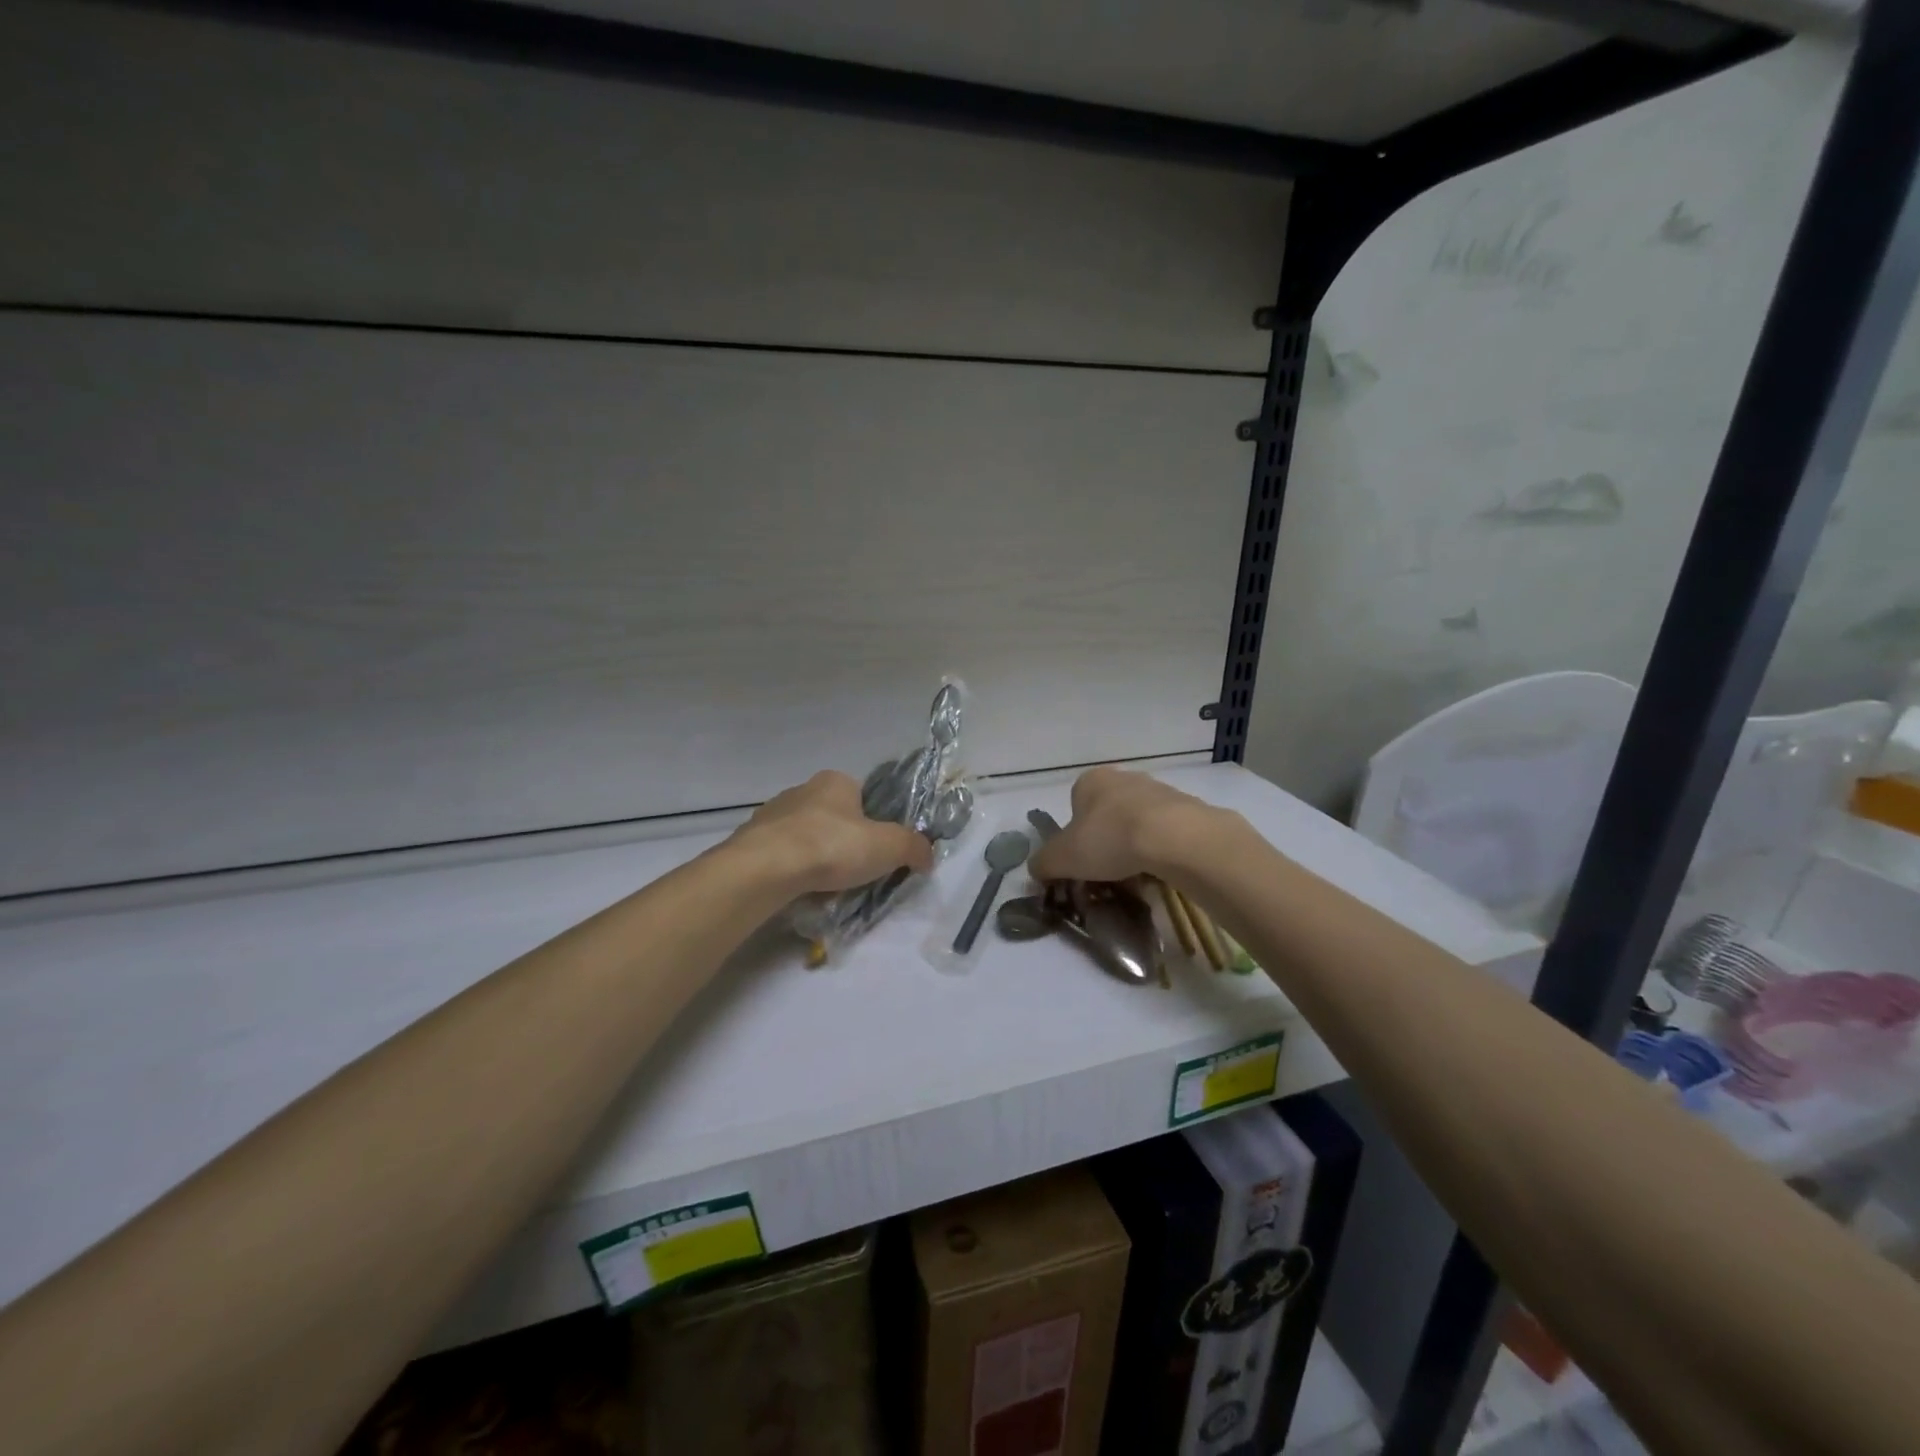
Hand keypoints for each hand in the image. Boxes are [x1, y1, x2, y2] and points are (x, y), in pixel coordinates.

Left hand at [731, 771, 934, 894]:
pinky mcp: (750, 842)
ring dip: (815, 858)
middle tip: (854, 873)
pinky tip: (798, 891)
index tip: (876, 850)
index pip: (862, 796)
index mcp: (835, 781)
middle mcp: (801, 790)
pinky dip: (791, 872)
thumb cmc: (832, 846)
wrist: (766, 869)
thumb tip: (928, 855)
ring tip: (825, 888)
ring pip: (804, 837)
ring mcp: (771, 815)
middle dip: (843, 843)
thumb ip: (913, 847)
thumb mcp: (889, 846)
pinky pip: (780, 856)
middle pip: (833, 817)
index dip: (873, 822)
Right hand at [1029, 767, 1236, 883]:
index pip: (1075, 805)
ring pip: (1138, 822)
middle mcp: (1123, 777)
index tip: (1082, 860)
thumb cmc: (1110, 839)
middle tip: (1107, 871)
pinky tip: (1161, 870)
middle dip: (1106, 840)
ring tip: (1136, 875)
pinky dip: (1161, 850)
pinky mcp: (1187, 808)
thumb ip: (1043, 863)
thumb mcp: (1062, 858)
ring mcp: (1159, 790)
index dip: (1075, 835)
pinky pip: (1166, 832)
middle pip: (1107, 813)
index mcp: (1091, 781)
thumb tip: (1036, 869)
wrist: (1175, 838)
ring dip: (1134, 845)